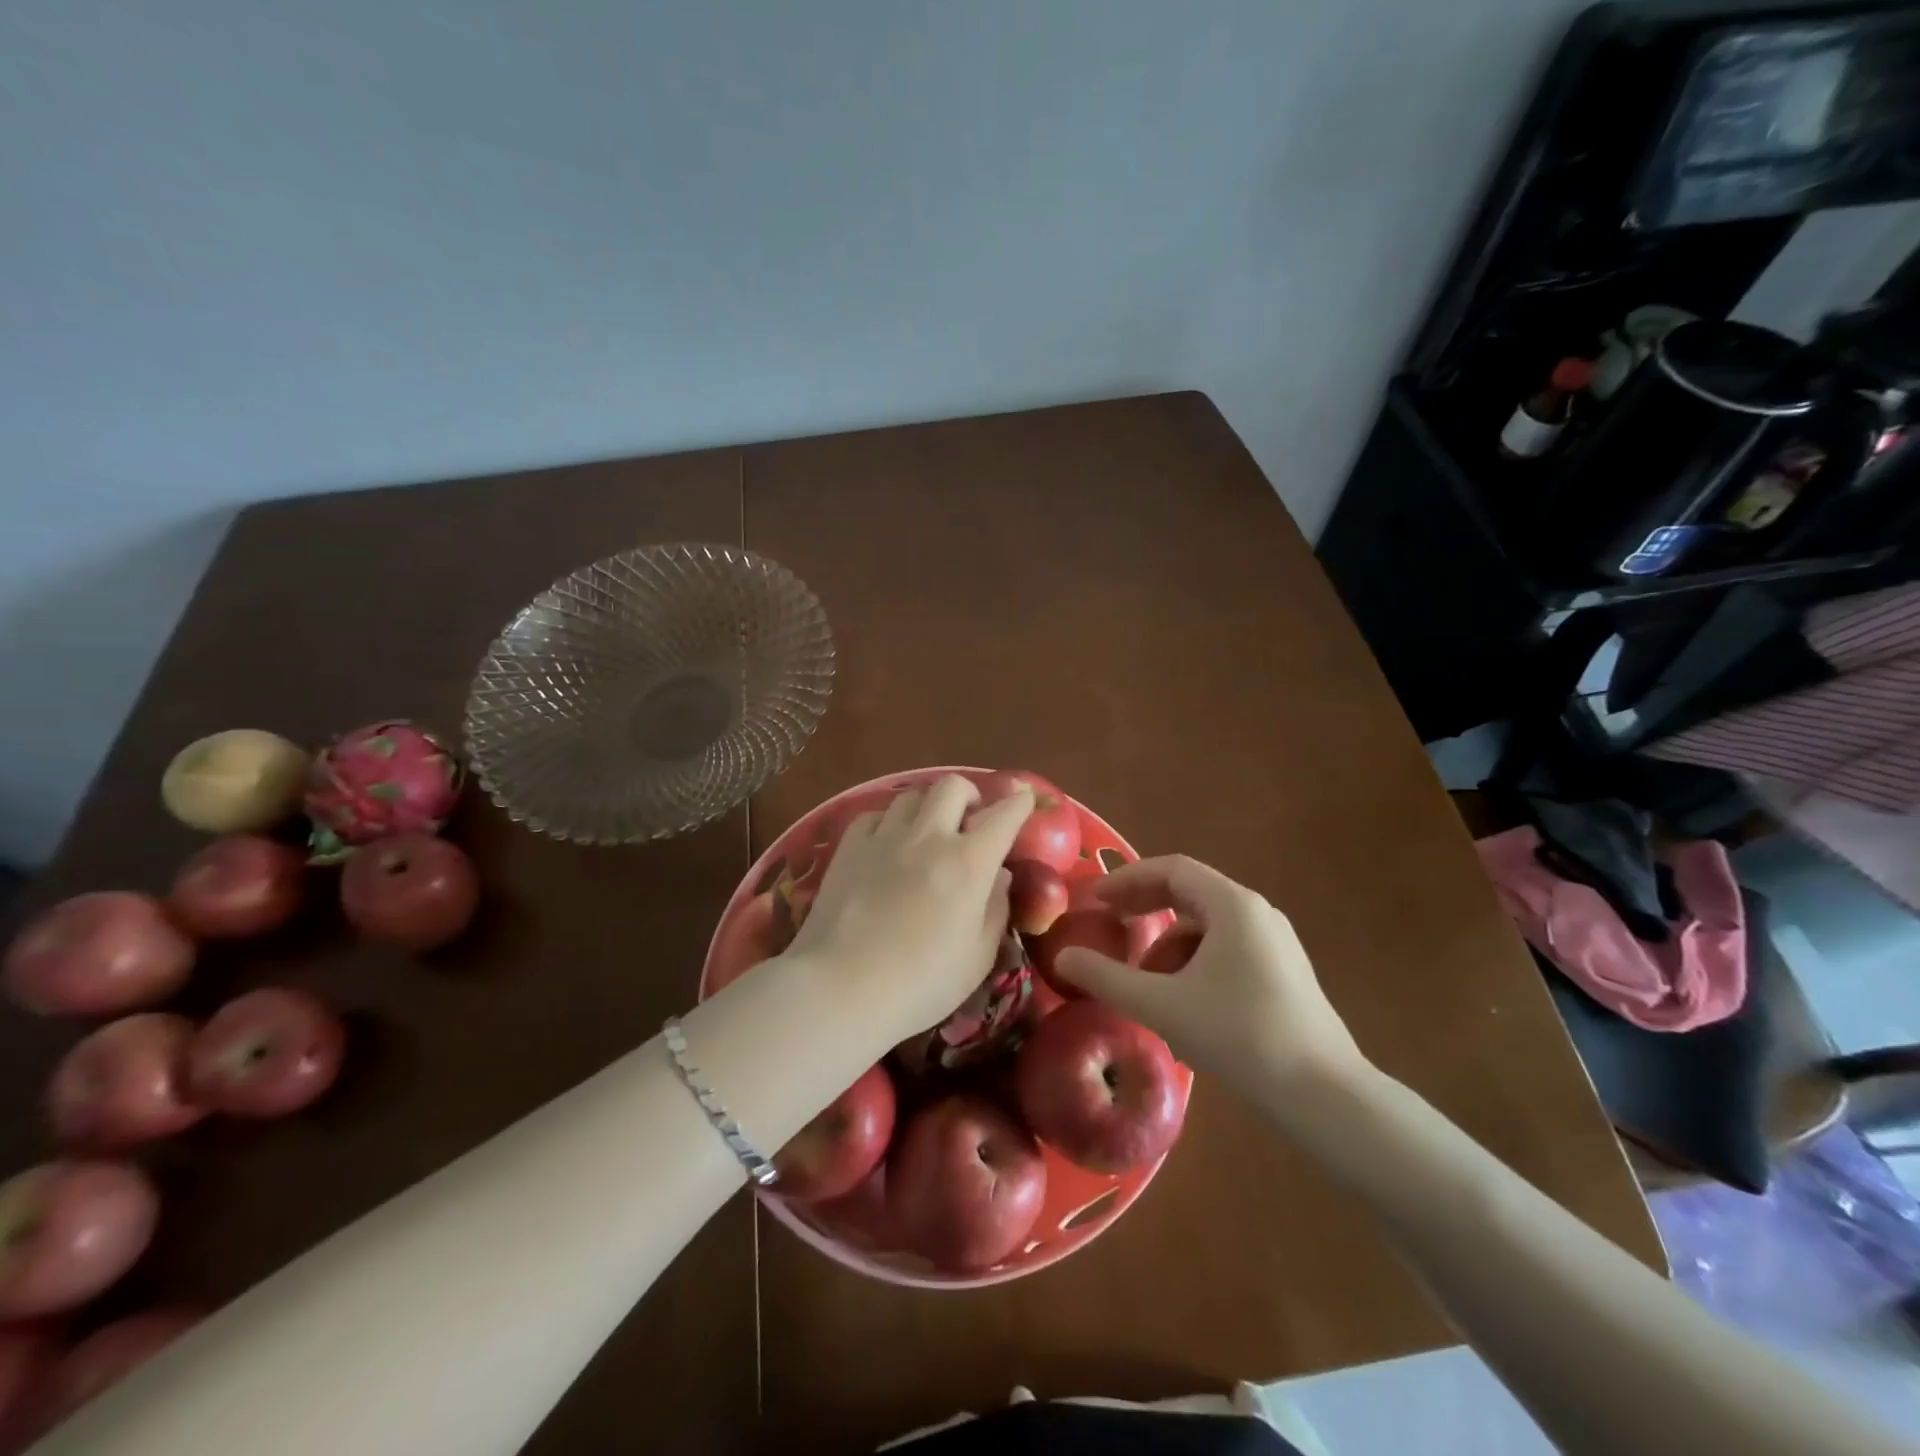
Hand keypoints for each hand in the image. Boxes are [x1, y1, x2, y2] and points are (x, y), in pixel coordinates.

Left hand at [785, 776, 1033, 1054]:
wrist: (842, 987)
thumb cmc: (921, 983)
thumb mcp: (978, 956)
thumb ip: (996, 908)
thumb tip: (999, 875)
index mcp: (969, 862)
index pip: (1004, 816)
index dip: (1019, 804)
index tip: (1025, 799)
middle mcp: (929, 837)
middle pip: (953, 787)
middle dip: (970, 795)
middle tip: (969, 819)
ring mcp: (885, 837)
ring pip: (912, 796)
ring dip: (927, 809)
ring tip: (926, 833)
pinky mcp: (849, 846)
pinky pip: (874, 815)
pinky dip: (888, 823)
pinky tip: (886, 845)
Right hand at [1054, 855, 1369, 1103]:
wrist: (1323, 1094)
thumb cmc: (1239, 1035)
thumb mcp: (1162, 1005)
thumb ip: (1107, 977)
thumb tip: (1062, 958)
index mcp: (1232, 905)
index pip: (1171, 869)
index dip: (1127, 879)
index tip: (1095, 899)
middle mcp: (1257, 912)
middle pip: (1189, 894)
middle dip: (1145, 909)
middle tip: (1110, 927)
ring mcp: (1276, 943)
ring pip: (1208, 927)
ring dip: (1168, 944)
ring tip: (1145, 984)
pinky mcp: (1284, 973)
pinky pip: (1227, 950)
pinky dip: (1195, 964)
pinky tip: (1183, 1005)